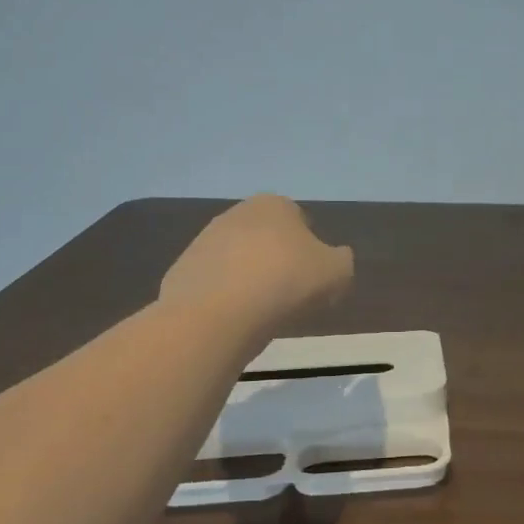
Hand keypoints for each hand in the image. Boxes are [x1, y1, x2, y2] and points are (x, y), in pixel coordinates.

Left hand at [157, 195, 353, 328]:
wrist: (217, 314)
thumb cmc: (286, 282)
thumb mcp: (338, 272)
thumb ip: (341, 260)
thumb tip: (335, 258)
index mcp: (274, 205)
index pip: (300, 220)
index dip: (312, 249)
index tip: (315, 277)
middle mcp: (236, 213)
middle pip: (267, 238)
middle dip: (279, 261)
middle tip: (292, 294)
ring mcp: (203, 241)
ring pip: (239, 260)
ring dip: (252, 279)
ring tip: (263, 312)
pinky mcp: (181, 271)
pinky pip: (216, 284)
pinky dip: (226, 297)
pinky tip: (235, 319)